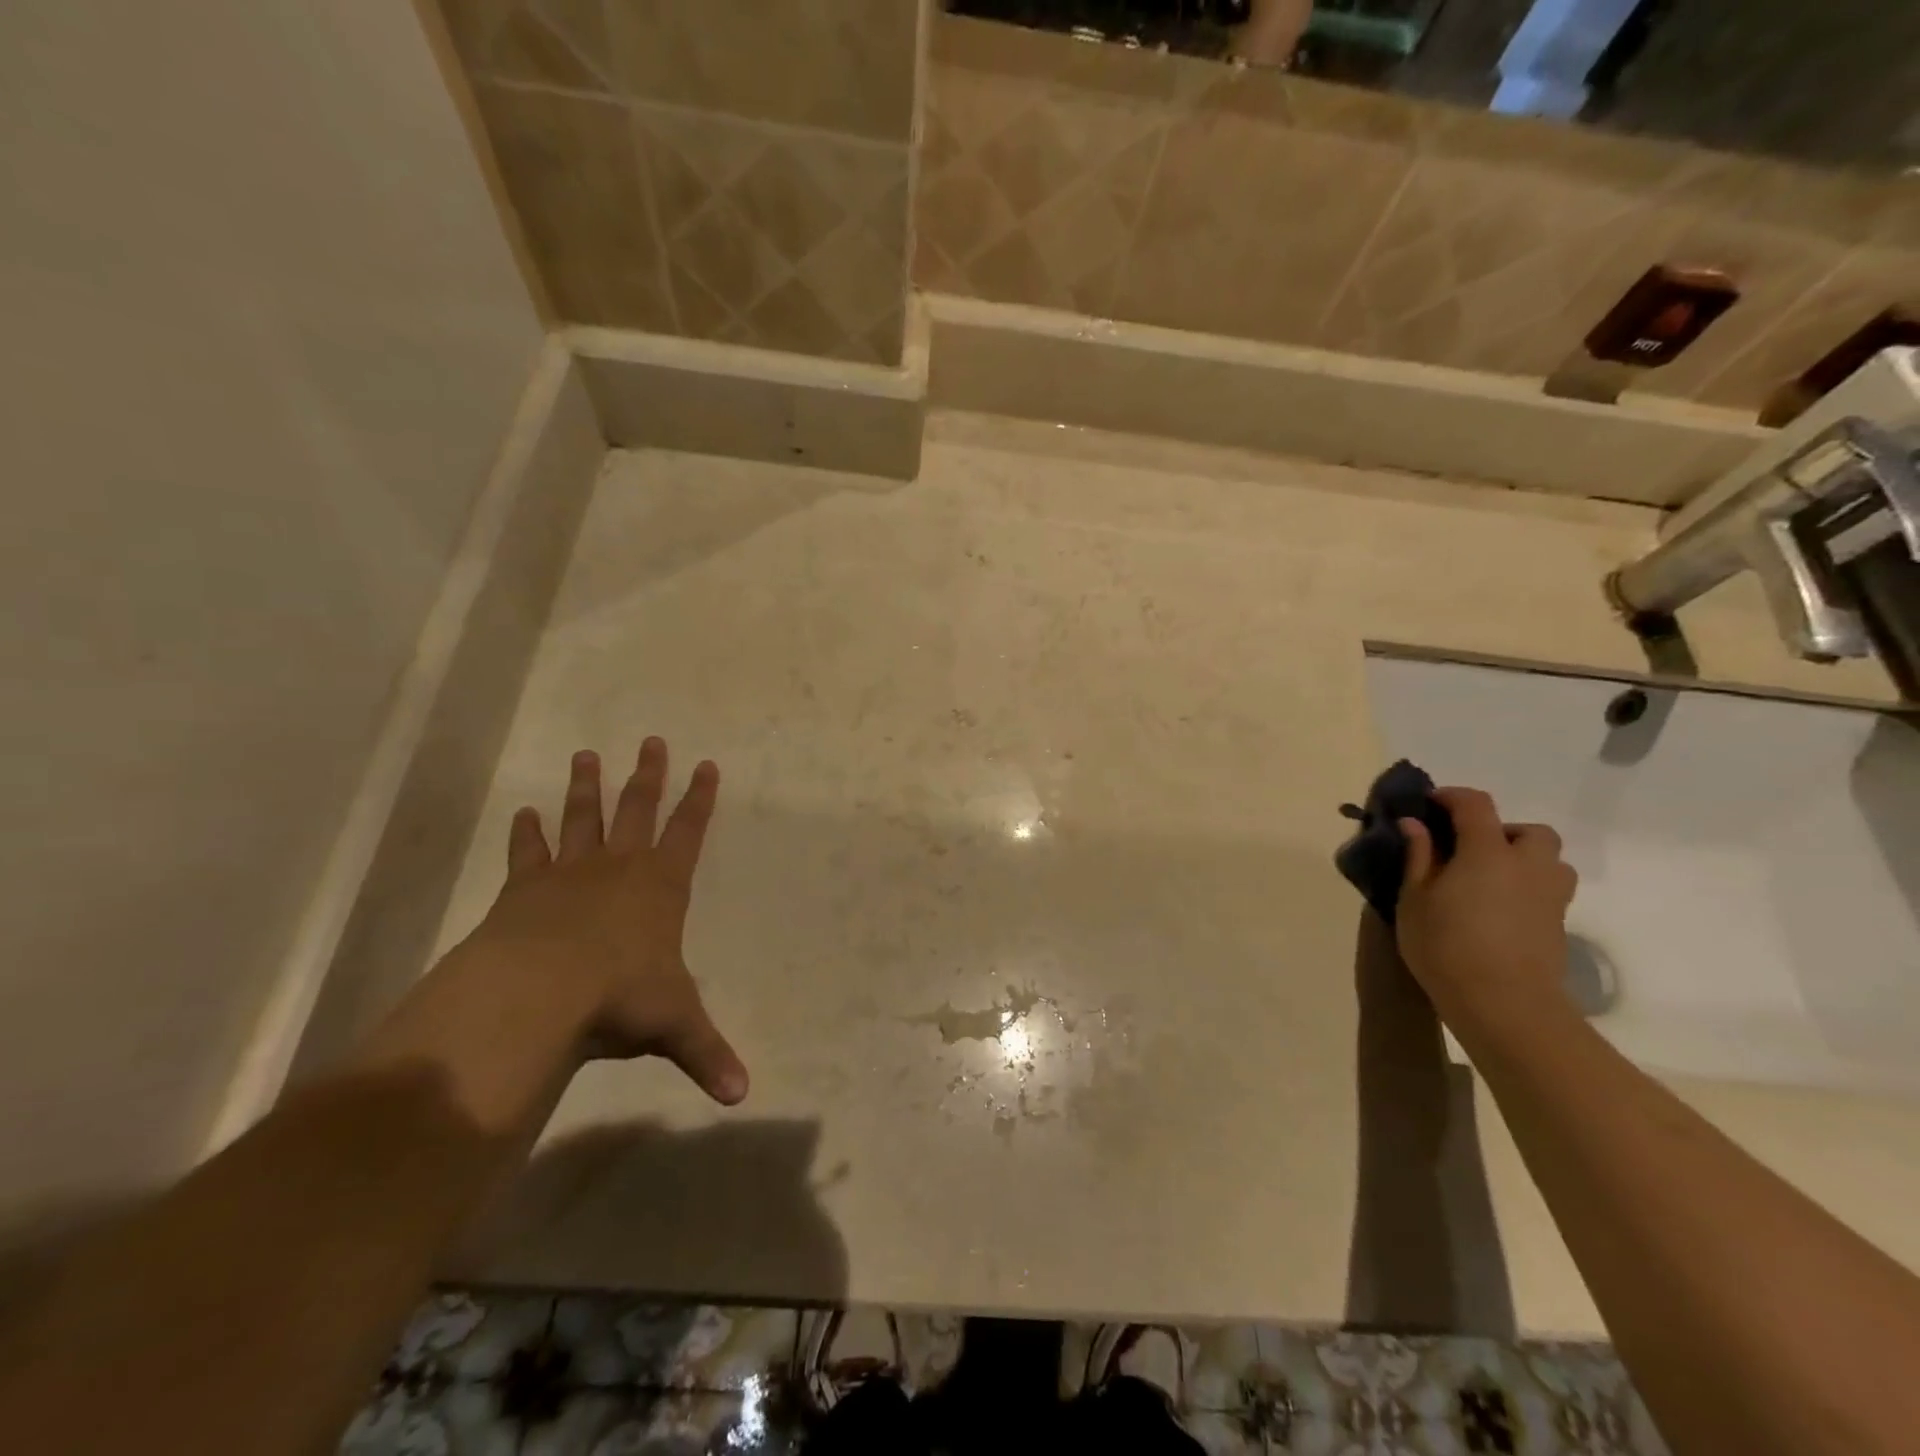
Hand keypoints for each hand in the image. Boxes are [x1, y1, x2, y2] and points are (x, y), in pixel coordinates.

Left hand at [462, 738, 748, 1104]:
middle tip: (651, 741)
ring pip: (583, 819)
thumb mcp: (672, 1023)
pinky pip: (528, 853)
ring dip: (588, 788)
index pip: (689, 832)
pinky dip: (527, 833)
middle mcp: (619, 869)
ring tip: (587, 755)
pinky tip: (525, 813)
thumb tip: (742, 1096)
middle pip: (637, 810)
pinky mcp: (524, 889)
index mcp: (660, 888)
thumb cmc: (618, 996)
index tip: (705, 764)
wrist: (539, 991)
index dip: (699, 799)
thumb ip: (706, 1052)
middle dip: (648, 777)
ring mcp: (569, 874)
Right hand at [1395, 787, 1579, 1045]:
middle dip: (1500, 830)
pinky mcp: (1558, 925)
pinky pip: (1548, 890)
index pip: (1476, 805)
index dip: (1451, 797)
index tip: (1429, 804)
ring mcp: (1550, 896)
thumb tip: (1415, 824)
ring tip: (1489, 878)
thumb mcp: (1414, 899)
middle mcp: (1527, 865)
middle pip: (1530, 831)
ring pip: (1550, 861)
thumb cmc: (1446, 946)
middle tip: (1467, 849)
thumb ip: (1418, 856)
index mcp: (1488, 852)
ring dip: (1523, 859)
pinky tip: (1497, 909)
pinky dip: (1527, 887)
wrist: (1504, 1004)